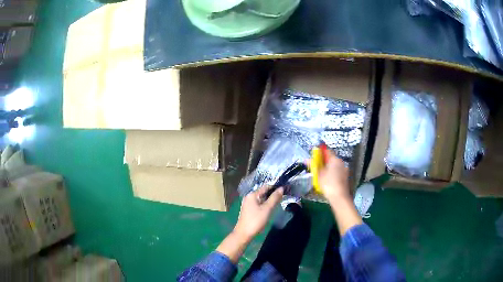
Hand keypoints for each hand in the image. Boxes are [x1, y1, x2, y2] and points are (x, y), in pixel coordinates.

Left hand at [233, 186, 283, 241]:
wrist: (244, 234)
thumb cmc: (255, 220)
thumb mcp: (267, 209)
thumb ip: (274, 198)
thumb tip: (281, 188)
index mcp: (252, 195)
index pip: (266, 187)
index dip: (275, 187)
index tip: (285, 190)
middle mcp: (249, 197)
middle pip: (263, 192)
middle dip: (273, 194)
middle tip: (283, 197)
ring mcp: (248, 204)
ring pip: (261, 199)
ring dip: (269, 200)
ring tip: (279, 202)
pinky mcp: (248, 210)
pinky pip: (259, 204)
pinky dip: (265, 205)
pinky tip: (270, 209)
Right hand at [318, 150, 350, 203]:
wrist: (339, 197)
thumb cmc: (328, 184)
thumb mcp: (318, 174)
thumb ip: (313, 165)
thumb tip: (306, 160)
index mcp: (335, 159)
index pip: (327, 151)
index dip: (319, 152)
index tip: (313, 157)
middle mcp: (341, 162)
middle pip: (331, 158)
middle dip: (323, 161)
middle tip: (315, 167)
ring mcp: (344, 169)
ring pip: (334, 165)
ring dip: (327, 167)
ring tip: (320, 174)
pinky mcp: (345, 176)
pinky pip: (337, 171)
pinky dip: (332, 173)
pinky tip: (327, 180)